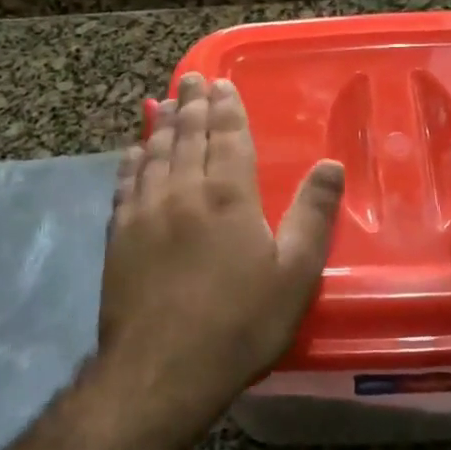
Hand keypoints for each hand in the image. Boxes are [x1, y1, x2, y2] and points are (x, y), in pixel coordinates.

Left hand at [99, 72, 345, 425]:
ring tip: (163, 102)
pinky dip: (131, 161)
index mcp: (228, 195)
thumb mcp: (295, 274)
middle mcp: (183, 191)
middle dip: (191, 104)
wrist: (162, 371)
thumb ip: (314, 214)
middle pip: (187, 136)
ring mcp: (145, 212)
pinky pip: (125, 184)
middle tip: (191, 79)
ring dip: (161, 124)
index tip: (221, 84)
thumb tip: (331, 164)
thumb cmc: (239, 323)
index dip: (226, 108)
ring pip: (154, 153)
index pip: (227, 136)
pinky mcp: (119, 236)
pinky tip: (132, 151)